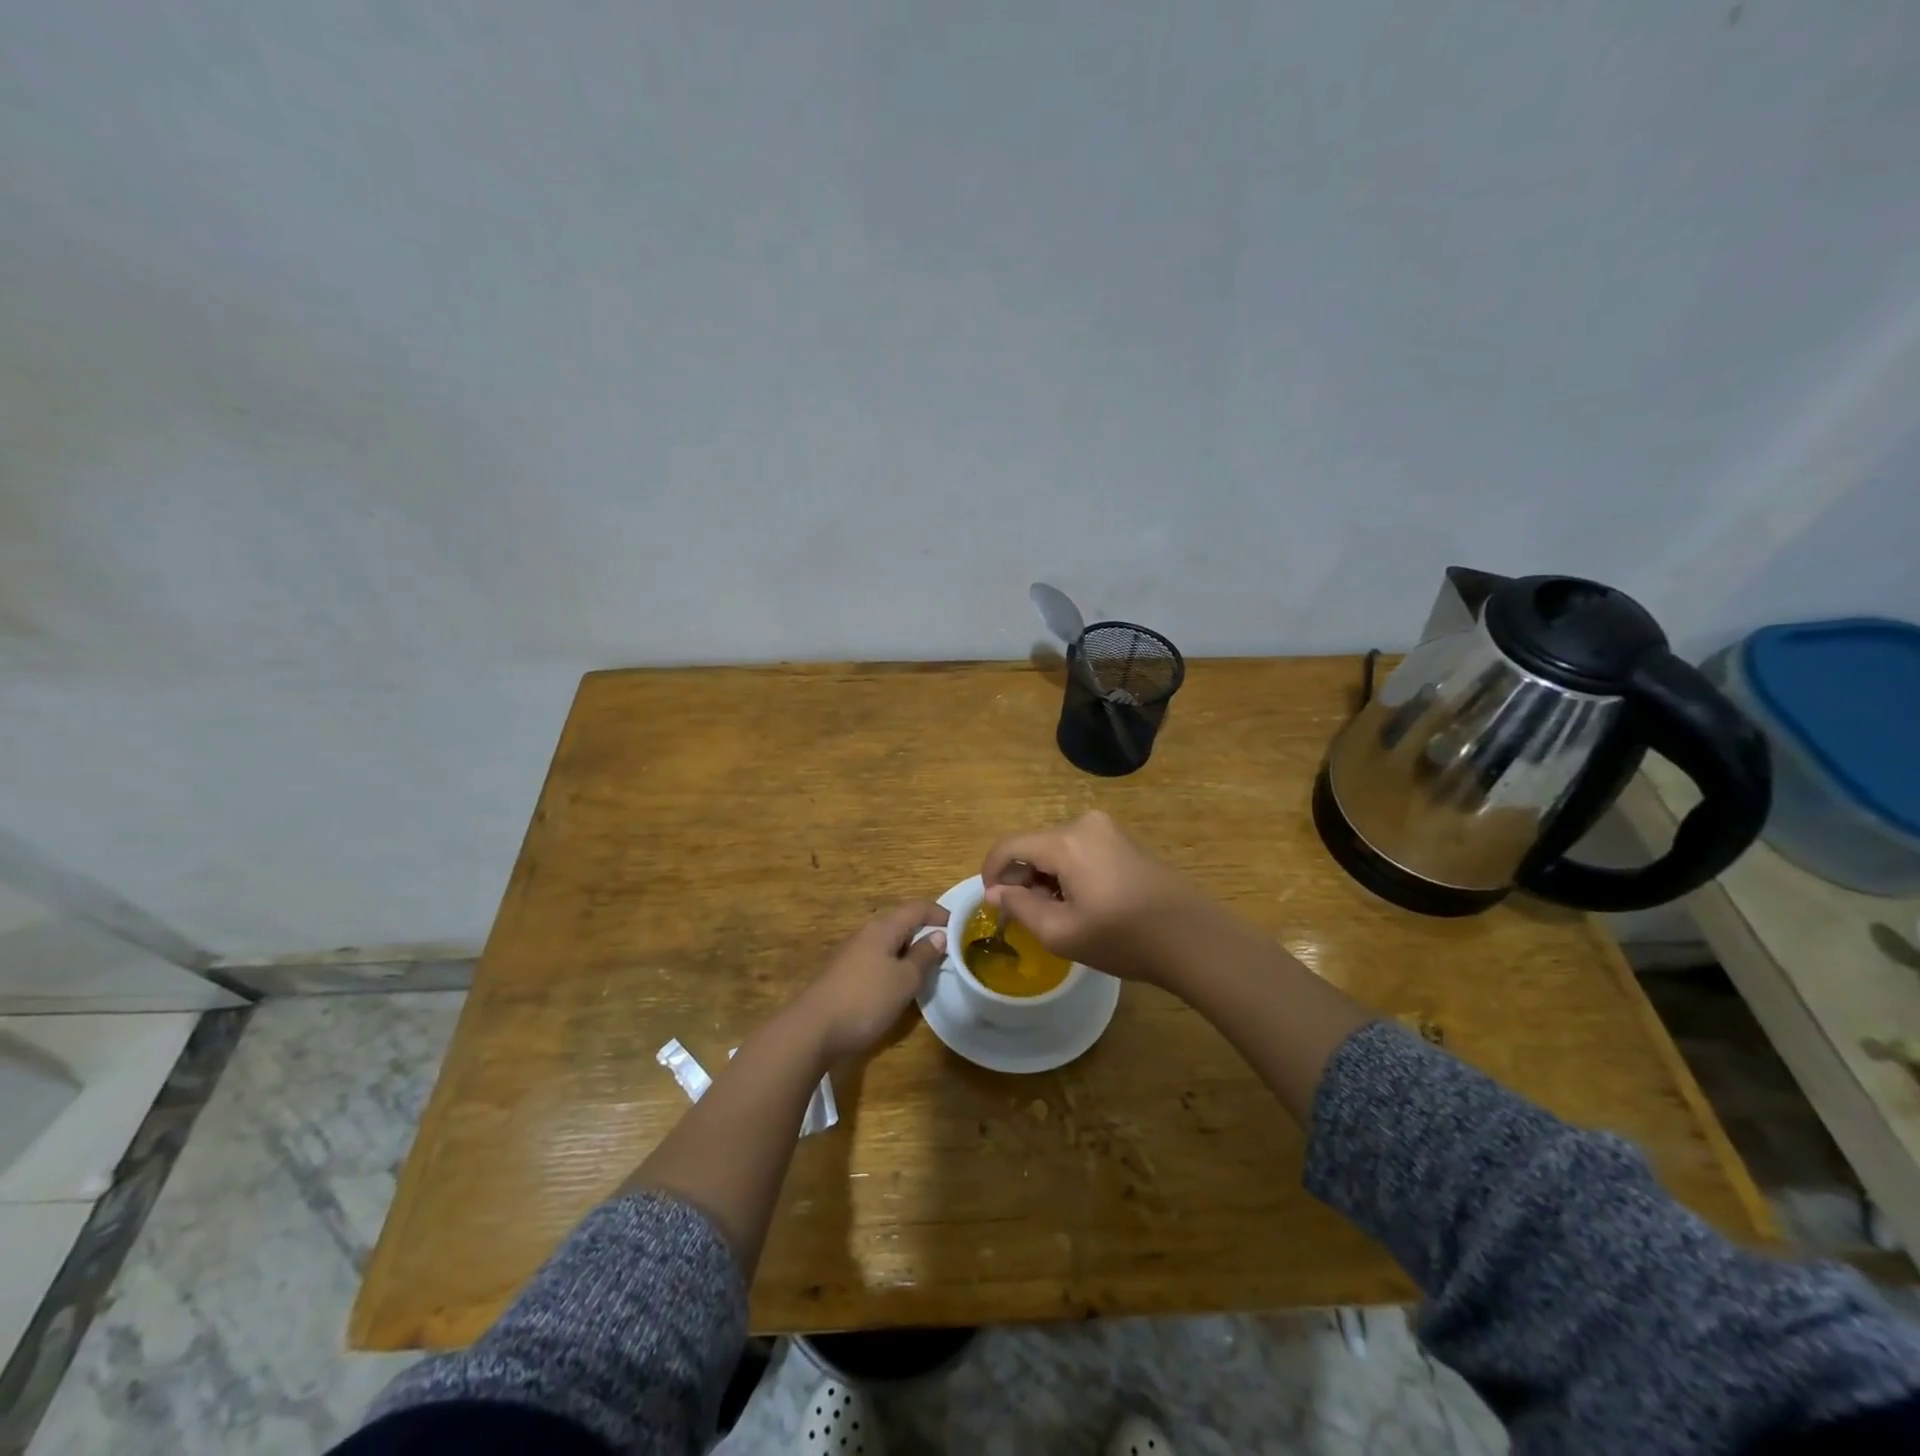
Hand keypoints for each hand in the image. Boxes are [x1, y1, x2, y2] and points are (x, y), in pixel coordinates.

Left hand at [793, 901, 947, 1060]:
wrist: (813, 1029)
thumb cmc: (866, 1000)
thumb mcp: (904, 980)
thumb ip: (923, 956)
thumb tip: (939, 935)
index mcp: (883, 928)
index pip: (917, 908)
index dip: (940, 913)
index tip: (960, 926)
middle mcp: (866, 933)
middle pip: (901, 921)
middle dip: (924, 931)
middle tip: (946, 948)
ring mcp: (852, 952)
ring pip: (888, 941)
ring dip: (908, 949)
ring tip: (926, 967)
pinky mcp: (843, 972)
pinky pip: (876, 957)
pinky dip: (893, 962)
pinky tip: (897, 983)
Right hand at [980, 811, 1216, 983]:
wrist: (1193, 937)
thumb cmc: (1123, 938)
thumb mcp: (1061, 932)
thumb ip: (1020, 907)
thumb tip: (996, 892)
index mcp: (1065, 842)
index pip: (1009, 846)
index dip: (991, 872)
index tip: (991, 903)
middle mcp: (1084, 824)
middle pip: (1034, 845)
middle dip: (1023, 878)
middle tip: (1028, 916)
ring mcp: (1108, 829)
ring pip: (1057, 848)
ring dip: (1046, 877)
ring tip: (1058, 914)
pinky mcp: (1124, 840)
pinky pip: (1080, 849)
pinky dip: (1069, 872)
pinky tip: (1083, 903)